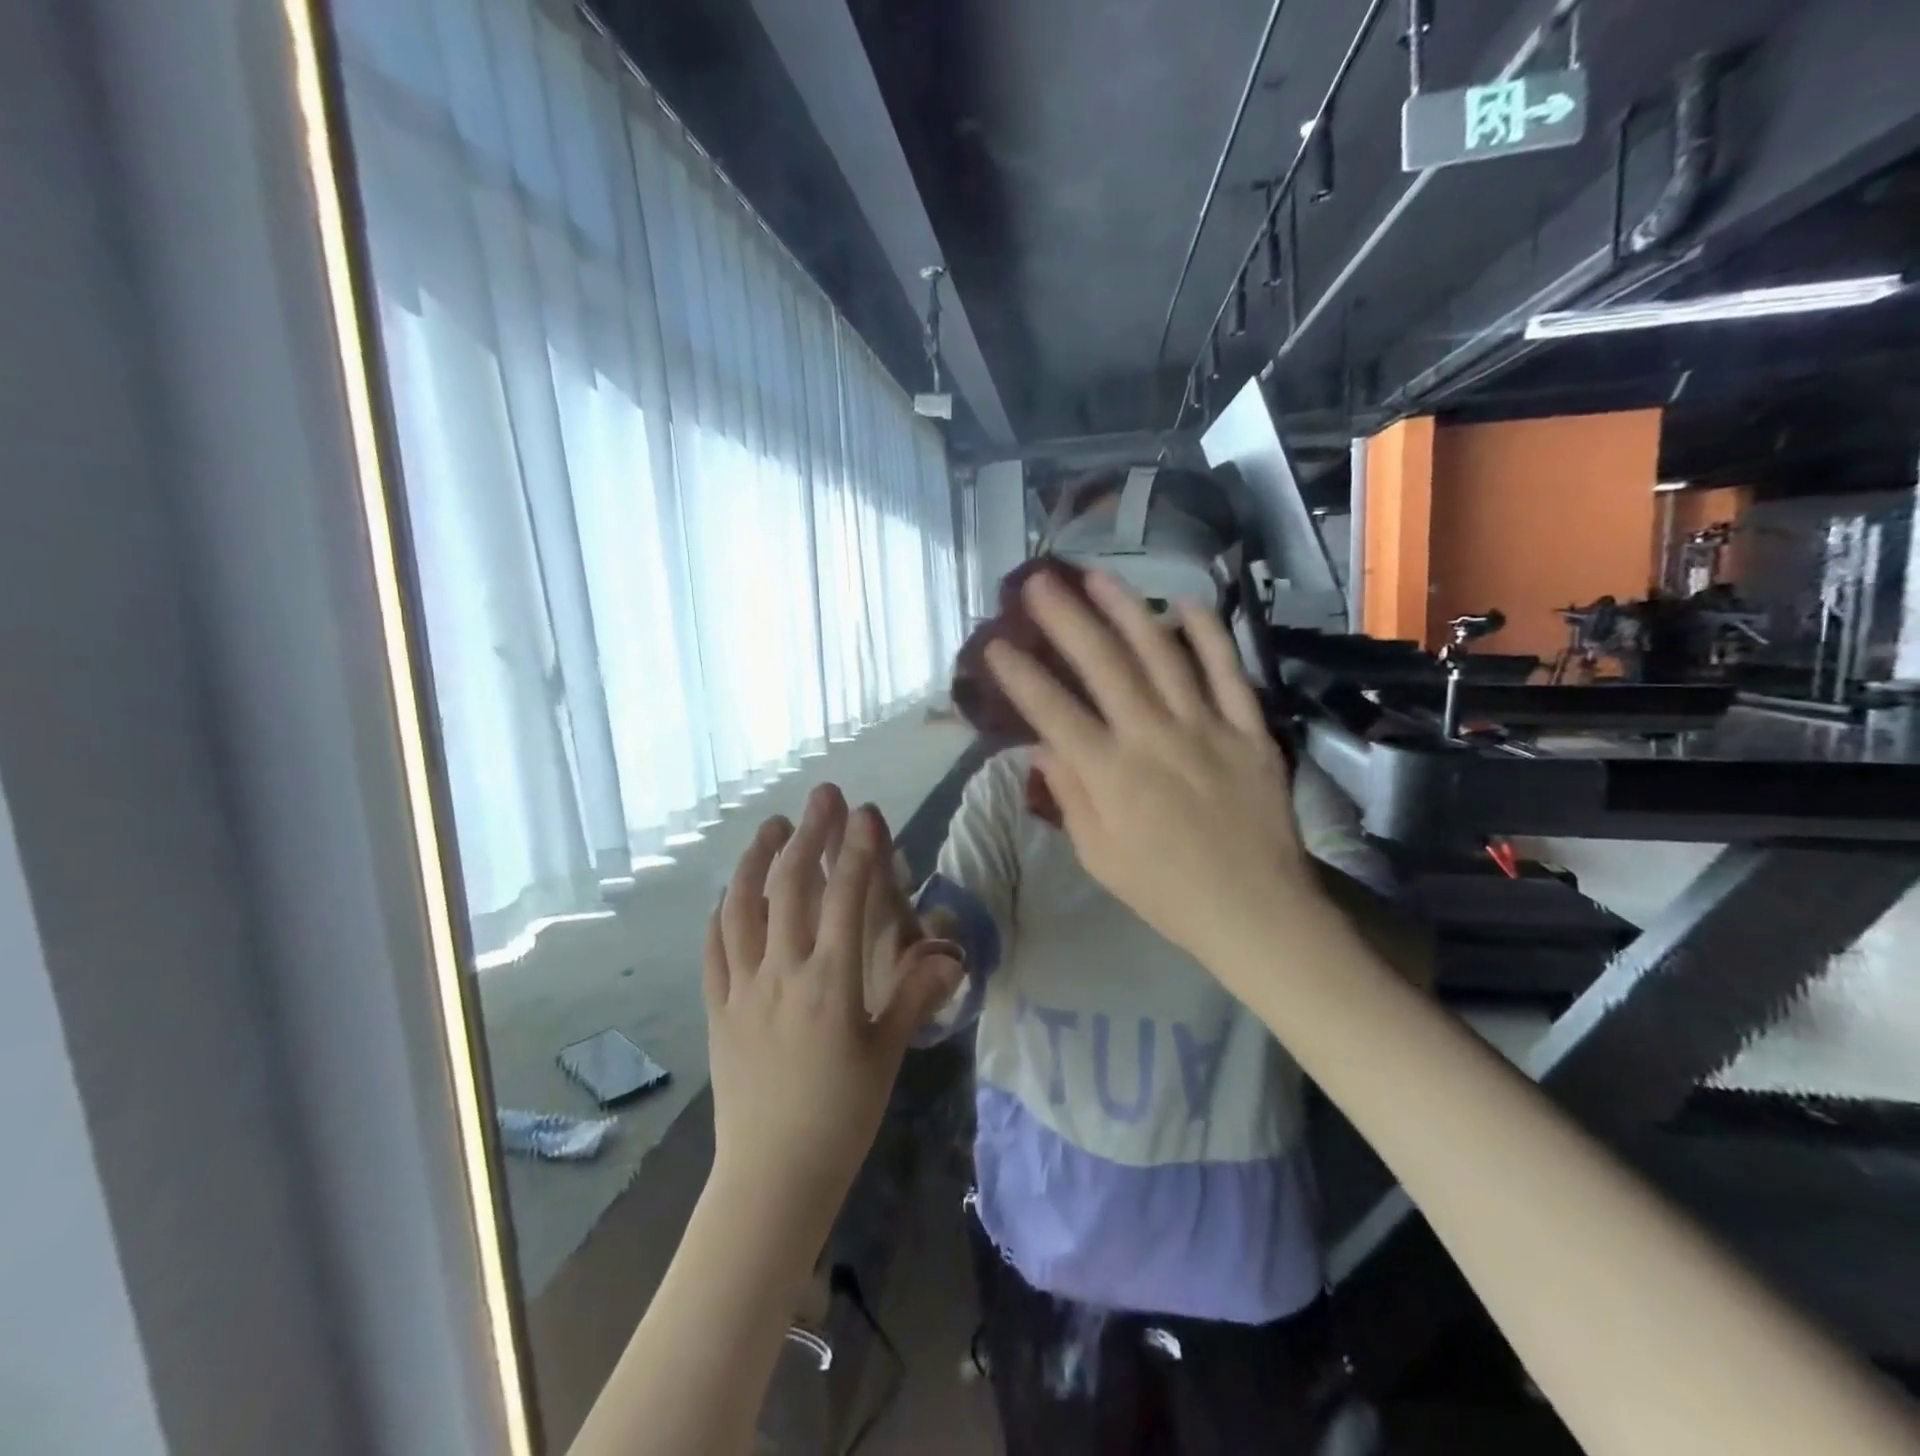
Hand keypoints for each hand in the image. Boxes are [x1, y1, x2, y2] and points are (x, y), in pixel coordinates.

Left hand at [705, 785, 962, 1231]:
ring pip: (743, 907)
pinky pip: (714, 948)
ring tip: (772, 826)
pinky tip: (728, 893)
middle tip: (822, 797)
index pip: (845, 897)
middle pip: (792, 886)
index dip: (857, 849)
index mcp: (831, 981)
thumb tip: (949, 953)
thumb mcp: (888, 1055)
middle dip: (809, 834)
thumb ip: (914, 995)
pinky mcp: (717, 1008)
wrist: (772, 1176)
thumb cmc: (841, 1116)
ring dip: (756, 859)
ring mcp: (743, 987)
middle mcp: (783, 972)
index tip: (865, 812)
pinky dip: (721, 912)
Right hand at [983, 570, 1325, 972]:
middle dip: (1065, 619)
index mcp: (1111, 776)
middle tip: (1039, 582)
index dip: (1020, 675)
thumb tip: (1042, 745)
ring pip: (1162, 655)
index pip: (1053, 712)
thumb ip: (1069, 795)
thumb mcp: (1099, 856)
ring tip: (1098, 576)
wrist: (1255, 912)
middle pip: (1103, 665)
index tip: (995, 644)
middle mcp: (1153, 738)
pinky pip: (1229, 672)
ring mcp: (1206, 728)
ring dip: (1127, 610)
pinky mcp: (1249, 729)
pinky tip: (1186, 602)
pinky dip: (1208, 635)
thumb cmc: (1166, 892)